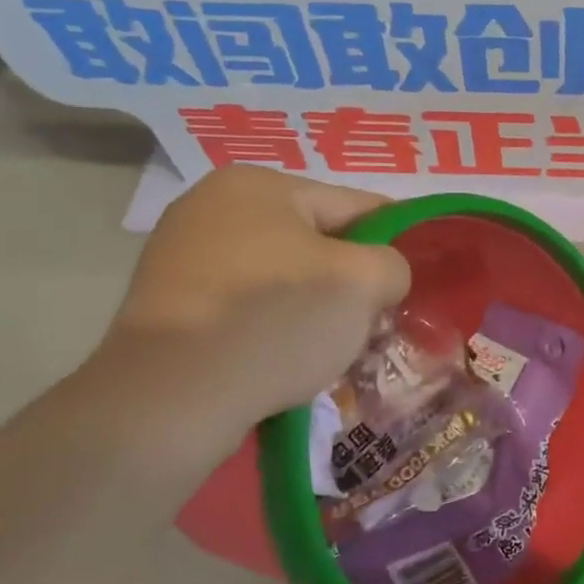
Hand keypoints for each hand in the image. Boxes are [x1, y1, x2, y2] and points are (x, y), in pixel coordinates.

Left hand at [91, 167, 409, 446]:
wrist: (171, 398)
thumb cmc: (276, 321)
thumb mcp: (362, 282)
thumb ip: (393, 264)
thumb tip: (379, 279)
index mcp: (259, 184)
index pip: (357, 206)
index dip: (396, 243)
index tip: (411, 285)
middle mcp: (214, 206)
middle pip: (319, 242)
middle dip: (351, 283)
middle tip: (374, 325)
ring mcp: (184, 255)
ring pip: (285, 277)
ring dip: (317, 309)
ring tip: (335, 351)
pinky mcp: (171, 304)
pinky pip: (249, 306)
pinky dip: (277, 327)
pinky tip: (289, 360)